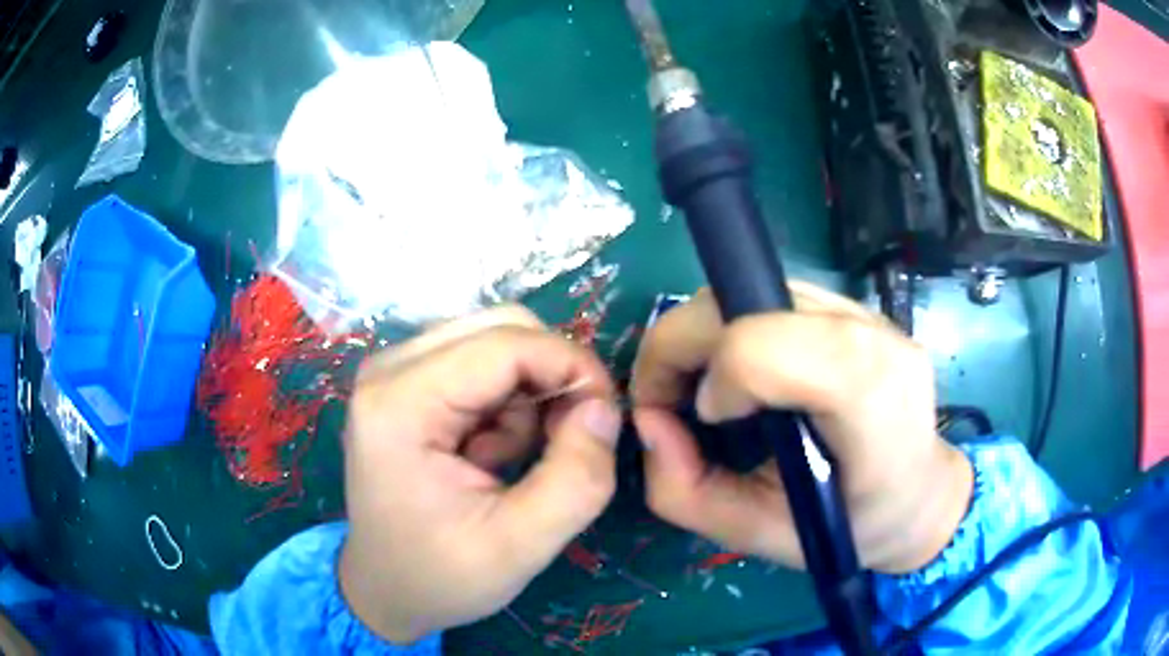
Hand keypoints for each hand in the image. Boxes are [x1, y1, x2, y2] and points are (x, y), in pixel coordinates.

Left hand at [339, 307, 620, 642]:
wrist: (385, 591)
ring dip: (527, 395)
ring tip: (508, 462)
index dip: (571, 367)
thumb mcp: (521, 545)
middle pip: (501, 328)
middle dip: (550, 377)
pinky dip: (506, 403)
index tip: (606, 417)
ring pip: (496, 342)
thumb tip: (604, 407)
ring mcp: (394, 372)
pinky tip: (488, 454)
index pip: (506, 343)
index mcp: (400, 403)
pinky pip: (480, 365)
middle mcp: (389, 369)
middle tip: (566, 441)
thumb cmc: (441, 577)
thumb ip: (577, 479)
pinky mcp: (407, 384)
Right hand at [631, 283, 972, 573]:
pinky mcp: (851, 303)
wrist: (920, 493)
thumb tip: (647, 422)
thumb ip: (687, 492)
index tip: (706, 422)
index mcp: (870, 401)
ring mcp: (865, 309)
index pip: (766, 346)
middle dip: (680, 347)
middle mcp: (872, 334)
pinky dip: (733, 330)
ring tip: (708, 391)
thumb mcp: (759, 536)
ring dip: (703, 336)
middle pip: (742, 300)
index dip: (717, 377)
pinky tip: (746, 377)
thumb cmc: (850, 527)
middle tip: (670, 401)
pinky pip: (768, 297)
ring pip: (747, 290)